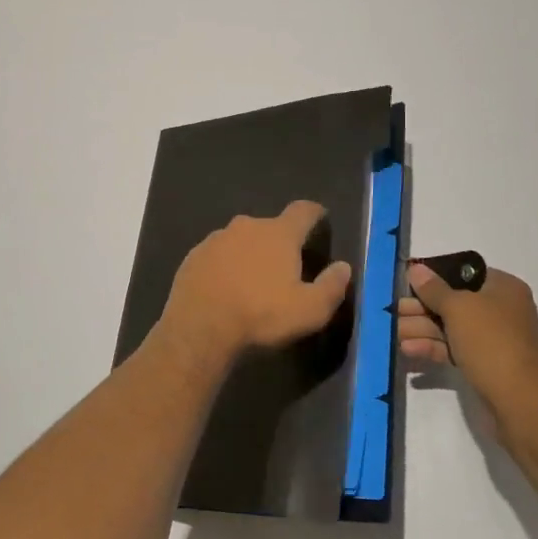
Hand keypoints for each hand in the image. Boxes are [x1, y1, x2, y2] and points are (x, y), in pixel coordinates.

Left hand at [157, 201, 353, 365]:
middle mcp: (247, 226)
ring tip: (252, 283)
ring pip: (240, 240)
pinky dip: (224, 267)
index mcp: (279, 233)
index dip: (314, 213)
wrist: (198, 327)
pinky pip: (217, 255)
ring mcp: (216, 239)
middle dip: (279, 242)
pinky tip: (224, 289)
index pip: (303, 211)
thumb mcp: (309, 311)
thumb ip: (331, 287)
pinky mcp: (193, 256)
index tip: (320, 218)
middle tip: (284, 267)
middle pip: (269, 227)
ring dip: (249, 254)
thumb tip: (344, 267)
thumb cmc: (260, 315)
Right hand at [400, 263, 537, 415]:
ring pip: (451, 328)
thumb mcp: (458, 308)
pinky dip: (432, 348)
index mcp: (503, 288)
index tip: (409, 283)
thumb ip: (433, 289)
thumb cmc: (491, 341)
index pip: (464, 274)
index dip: (435, 277)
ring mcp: (493, 339)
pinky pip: (454, 349)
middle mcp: (501, 310)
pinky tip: (408, 350)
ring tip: (395, 332)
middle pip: (454, 302)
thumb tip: (416, 269)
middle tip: (395, 311)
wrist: (520, 400)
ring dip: (422, 329)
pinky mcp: (485, 365)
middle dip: (422, 307)